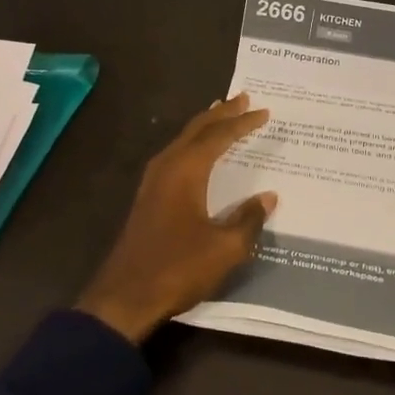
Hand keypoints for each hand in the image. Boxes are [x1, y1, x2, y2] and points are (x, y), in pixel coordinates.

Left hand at [77, 94, 278, 342]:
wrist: (125, 296)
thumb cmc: (177, 268)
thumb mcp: (225, 248)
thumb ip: (249, 219)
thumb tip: (269, 198)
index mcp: (186, 171)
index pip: (219, 136)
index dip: (242, 123)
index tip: (264, 112)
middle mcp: (167, 166)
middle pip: (197, 129)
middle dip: (221, 113)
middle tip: (243, 98)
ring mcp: (153, 181)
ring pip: (183, 140)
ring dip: (205, 126)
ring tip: (222, 115)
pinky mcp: (148, 196)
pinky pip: (175, 155)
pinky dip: (193, 144)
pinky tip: (198, 153)